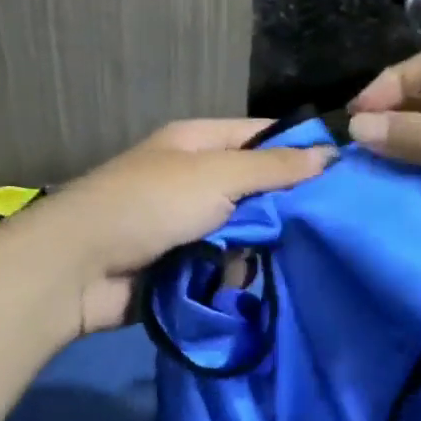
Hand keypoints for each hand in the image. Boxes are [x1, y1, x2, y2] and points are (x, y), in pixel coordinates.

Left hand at [27, 119, 333, 333]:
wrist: (78, 268)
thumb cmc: (150, 205)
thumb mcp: (217, 175)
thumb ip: (273, 168)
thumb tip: (329, 154)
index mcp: (197, 143)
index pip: (262, 137)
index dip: (299, 152)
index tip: (342, 175)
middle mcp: (193, 178)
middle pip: (255, 189)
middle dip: (280, 210)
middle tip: (314, 229)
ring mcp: (186, 224)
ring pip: (244, 232)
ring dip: (253, 249)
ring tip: (261, 261)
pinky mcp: (180, 264)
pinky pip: (223, 264)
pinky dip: (231, 274)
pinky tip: (236, 284)